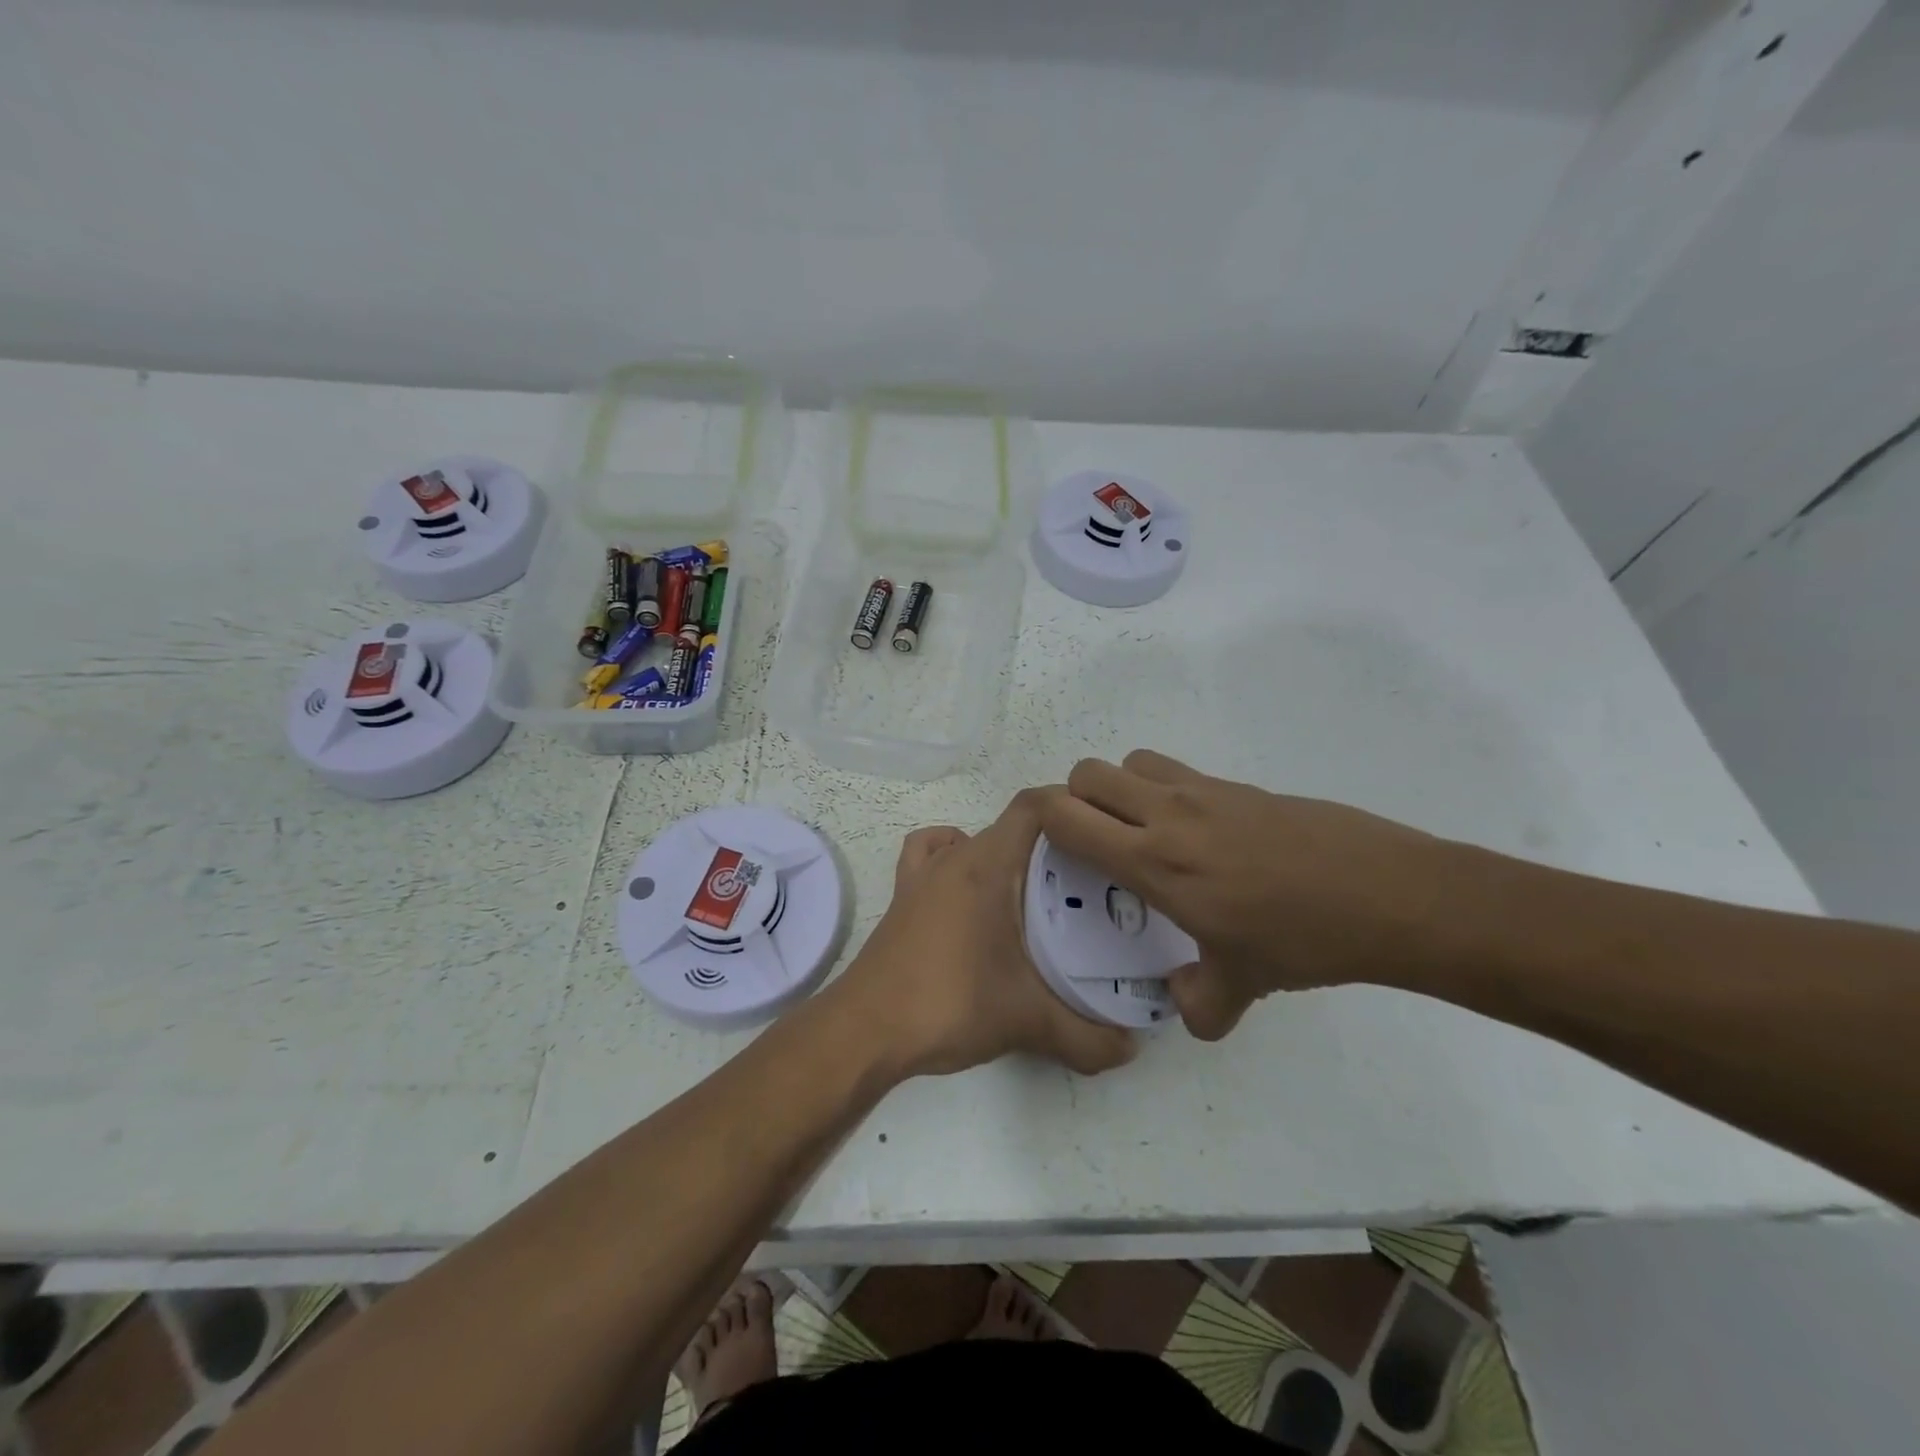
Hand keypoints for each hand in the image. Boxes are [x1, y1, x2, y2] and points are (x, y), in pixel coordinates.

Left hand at [832, 789, 1138, 1078]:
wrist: (866, 1030)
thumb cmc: (950, 1004)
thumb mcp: (1027, 1021)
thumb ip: (1088, 1037)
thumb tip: (1133, 1049)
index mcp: (985, 865)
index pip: (1033, 806)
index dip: (1069, 806)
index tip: (1103, 835)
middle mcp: (953, 857)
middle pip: (1009, 826)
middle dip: (1051, 843)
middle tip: (1090, 879)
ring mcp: (922, 877)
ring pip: (970, 840)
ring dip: (1003, 853)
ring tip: (1032, 889)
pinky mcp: (903, 900)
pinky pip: (930, 858)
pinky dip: (952, 861)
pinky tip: (970, 896)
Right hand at [1037, 750, 1455, 1039]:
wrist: (1384, 894)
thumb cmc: (1302, 939)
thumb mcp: (1242, 986)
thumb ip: (1197, 1005)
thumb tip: (1178, 1005)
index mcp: (1154, 862)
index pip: (1068, 818)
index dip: (1043, 822)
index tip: (1049, 847)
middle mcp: (1168, 815)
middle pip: (1088, 774)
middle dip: (1074, 800)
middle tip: (1091, 840)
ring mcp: (1204, 792)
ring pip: (1130, 763)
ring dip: (1118, 788)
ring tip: (1140, 829)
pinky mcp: (1236, 784)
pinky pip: (1174, 771)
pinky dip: (1161, 789)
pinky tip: (1196, 832)